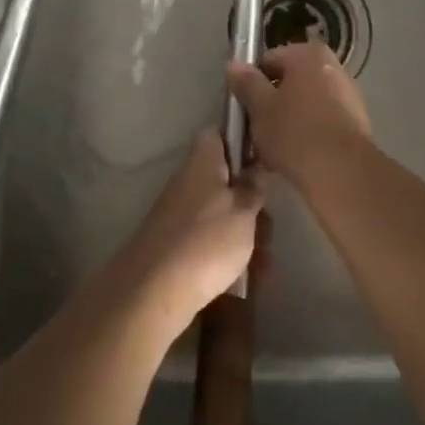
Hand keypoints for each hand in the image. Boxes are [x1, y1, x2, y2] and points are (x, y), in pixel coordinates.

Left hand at [116, 132, 261, 331]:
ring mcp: (180, 213)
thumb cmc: (208, 240)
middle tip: (269, 228)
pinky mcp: (176, 243)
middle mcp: (189, 180)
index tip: (263, 164)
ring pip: (222, 214)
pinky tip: (250, 279)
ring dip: (247, 235)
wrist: (155, 289)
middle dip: (251, 205)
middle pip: (225, 181)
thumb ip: (252, 188)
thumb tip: (253, 168)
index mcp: (203, 161)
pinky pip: (210, 240)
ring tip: (266, 267)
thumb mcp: (244, 211)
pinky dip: (230, 255)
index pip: (220, 135)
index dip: (242, 144)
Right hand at [226, 43, 373, 182]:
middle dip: (271, 104)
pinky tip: (294, 158)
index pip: (268, 61)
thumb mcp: (260, 107)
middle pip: (289, 83)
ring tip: (272, 150)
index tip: (243, 108)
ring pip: (304, 104)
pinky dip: (307, 134)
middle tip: (255, 131)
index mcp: (308, 54)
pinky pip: (321, 122)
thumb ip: (246, 83)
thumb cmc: (295, 131)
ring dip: (288, 121)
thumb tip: (234, 64)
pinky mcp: (356, 123)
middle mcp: (332, 67)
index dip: (251, 84)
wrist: (341, 172)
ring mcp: (348, 95)